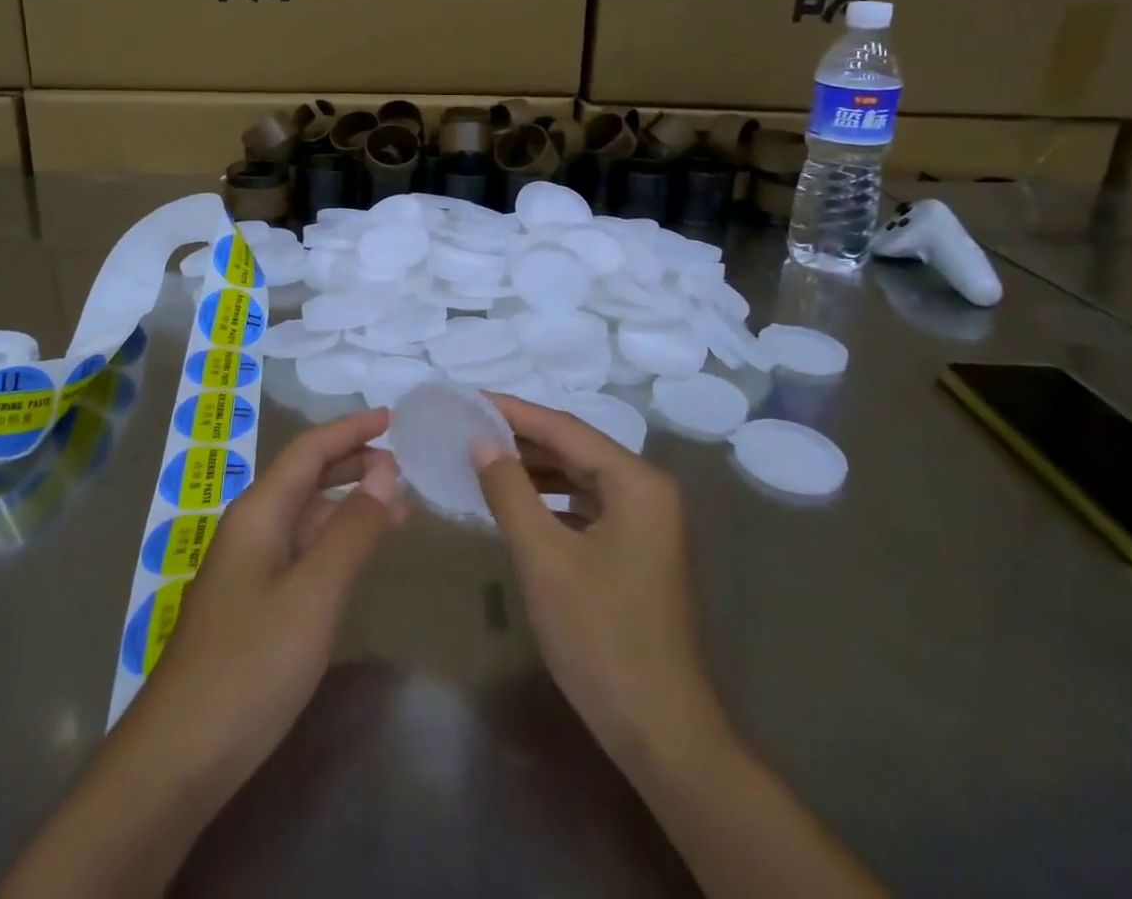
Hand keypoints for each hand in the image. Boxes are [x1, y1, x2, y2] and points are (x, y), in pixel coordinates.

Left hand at [132, 408, 407, 792]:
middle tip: (402, 464)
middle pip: (305, 476)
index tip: (392, 418)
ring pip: (305, 515)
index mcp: (259, 512)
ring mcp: (247, 567)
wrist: (179, 756)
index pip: (309, 449)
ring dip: (348, 503)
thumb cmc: (252, 664)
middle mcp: (250, 528)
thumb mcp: (315, 593)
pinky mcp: (251, 602)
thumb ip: (352, 529)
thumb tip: (384, 472)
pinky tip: (358, 556)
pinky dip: (335, 540)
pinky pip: (301, 550)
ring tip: (397, 507)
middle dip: (352, 462)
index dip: (351, 429)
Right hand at [474, 396, 890, 898]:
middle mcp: (648, 491)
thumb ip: (509, 490)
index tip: (470, 399)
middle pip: (576, 449)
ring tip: (484, 460)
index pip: (566, 429)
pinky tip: (517, 504)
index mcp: (637, 482)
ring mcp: (647, 523)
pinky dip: (551, 501)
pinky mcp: (638, 551)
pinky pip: (587, 507)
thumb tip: (480, 440)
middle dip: (523, 439)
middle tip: (470, 427)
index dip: (514, 412)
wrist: (661, 732)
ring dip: (535, 469)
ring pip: (581, 478)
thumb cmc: (601, 636)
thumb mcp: (544, 558)